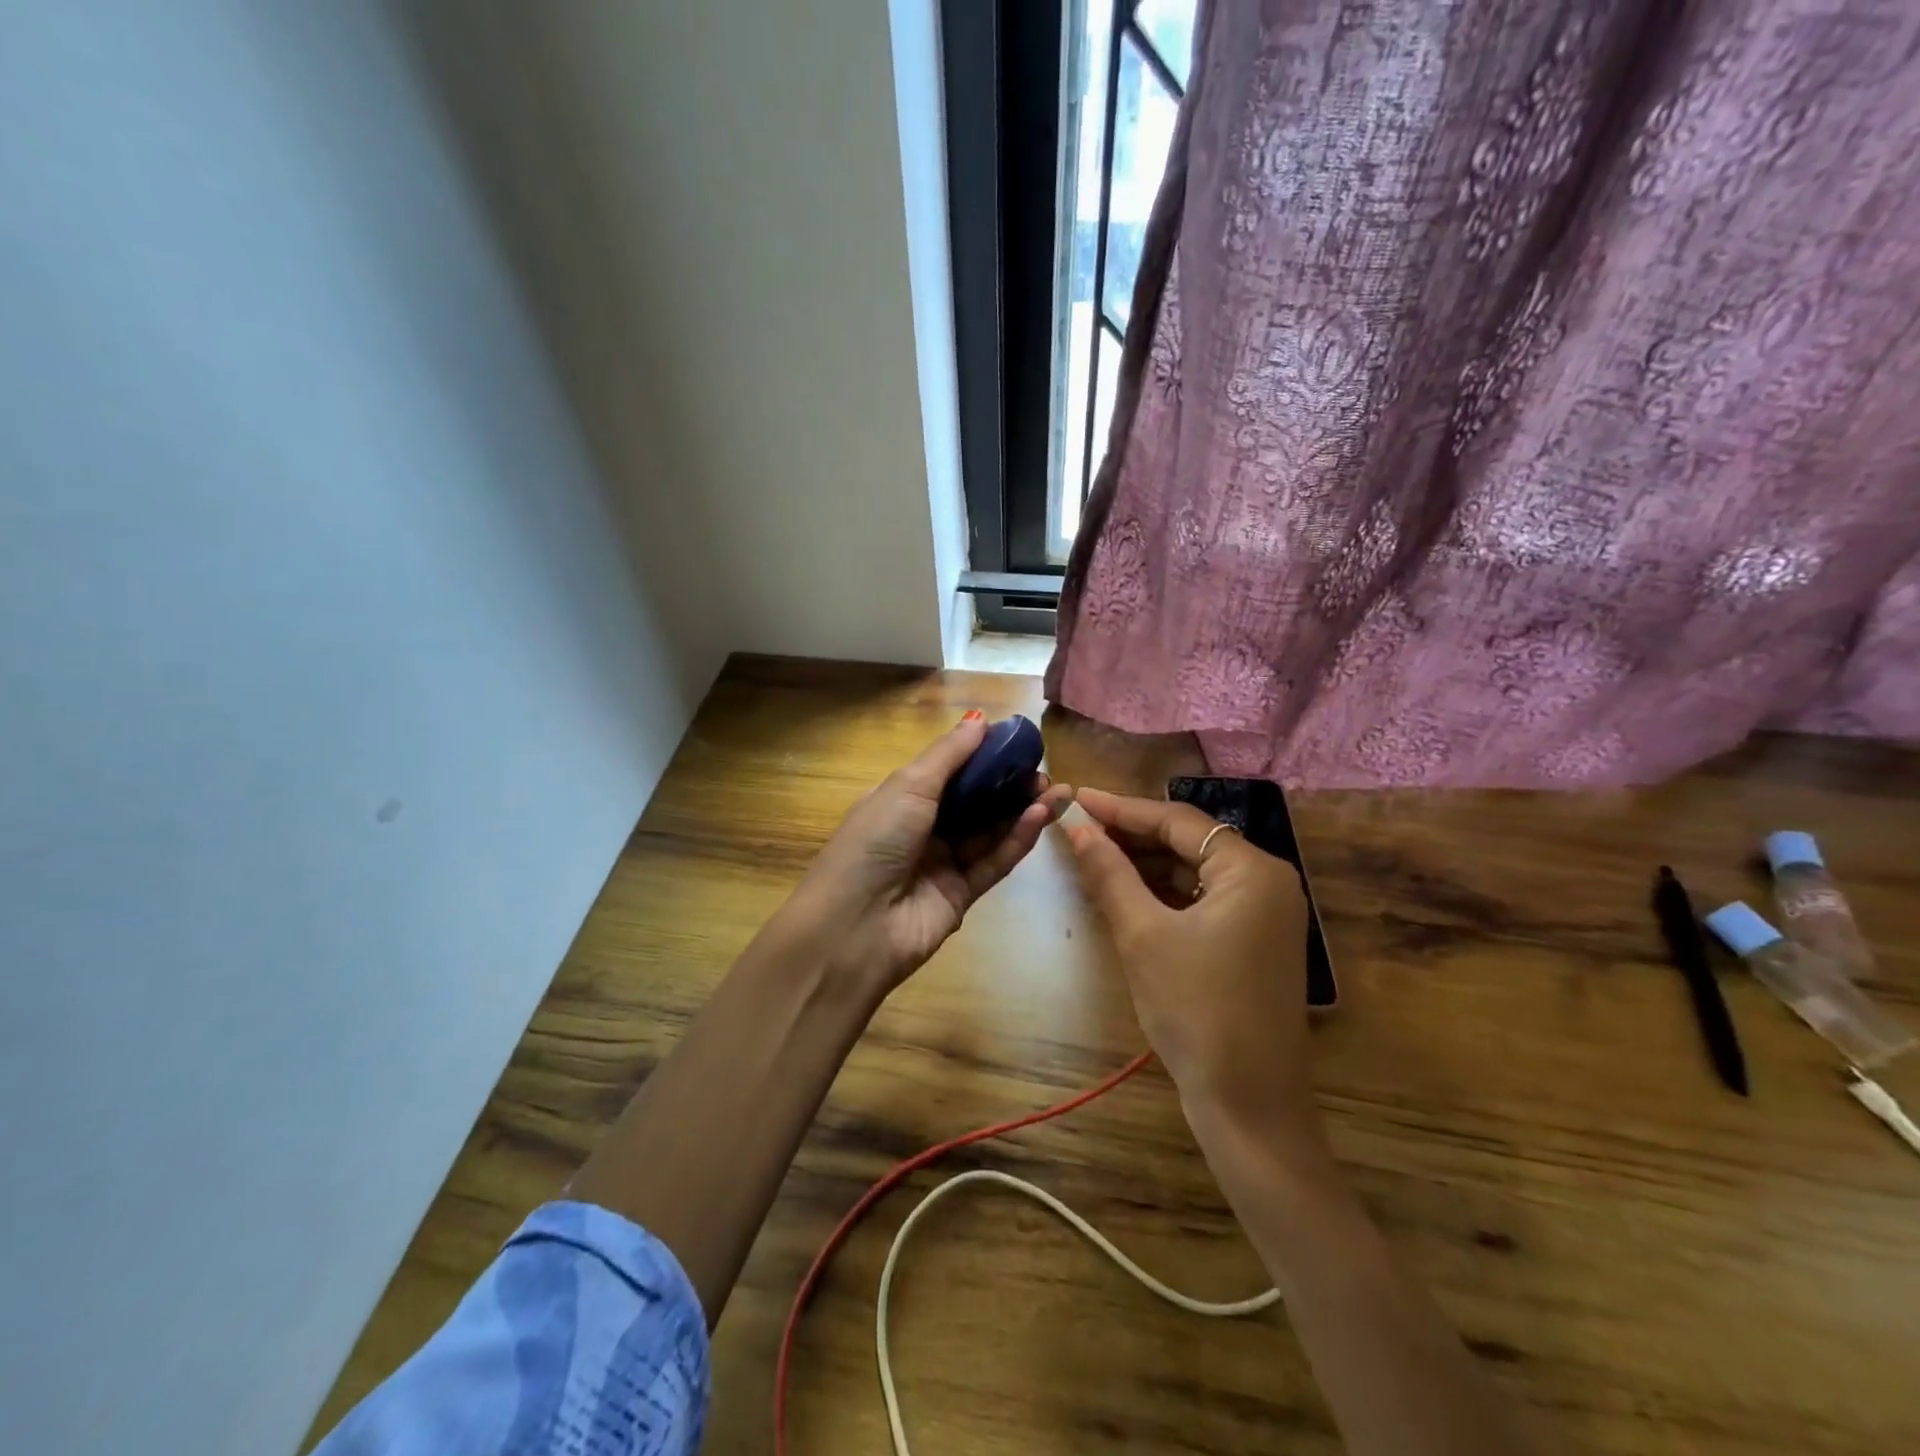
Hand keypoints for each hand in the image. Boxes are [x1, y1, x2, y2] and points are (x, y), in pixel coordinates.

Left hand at [778, 712, 1074, 995]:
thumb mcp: (907, 787)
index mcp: (900, 799)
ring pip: (990, 831)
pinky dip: (1017, 840)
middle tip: (1045, 771)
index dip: (983, 757)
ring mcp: (942, 864)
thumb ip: (949, 755)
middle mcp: (922, 829)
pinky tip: (1039, 817)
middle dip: (1010, 785)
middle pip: (975, 802)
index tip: (1019, 743)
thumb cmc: (874, 841)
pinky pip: (993, 862)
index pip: (949, 772)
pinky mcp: (962, 895)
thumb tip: (980, 719)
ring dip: (1022, 810)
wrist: (853, 928)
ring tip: (1057, 791)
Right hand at [1066, 787, 1319, 1141]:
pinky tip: (1126, 892)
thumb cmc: (1195, 1010)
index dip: (1122, 809)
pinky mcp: (1255, 942)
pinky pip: (1203, 900)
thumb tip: (1077, 828)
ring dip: (1146, 864)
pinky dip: (1165, 893)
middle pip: (1189, 842)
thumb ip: (1110, 873)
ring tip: (1094, 855)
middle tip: (1080, 829)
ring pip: (1194, 871)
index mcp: (1252, 869)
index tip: (1077, 797)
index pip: (1177, 821)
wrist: (1249, 1105)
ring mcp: (1265, 915)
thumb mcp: (1142, 935)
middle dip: (1133, 836)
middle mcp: (1268, 881)